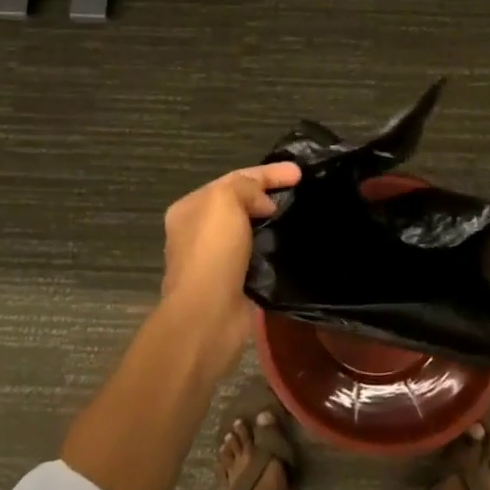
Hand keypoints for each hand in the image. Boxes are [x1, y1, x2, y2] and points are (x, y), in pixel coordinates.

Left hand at [160, 161, 300, 370]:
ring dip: (270, 222)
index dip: (267, 173)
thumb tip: (264, 204)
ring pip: (247, 230)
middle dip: (267, 195)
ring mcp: (212, 260)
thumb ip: (246, 188)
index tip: (299, 172)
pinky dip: (271, 248)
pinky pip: (255, 256)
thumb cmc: (212, 252)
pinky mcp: (230, 284)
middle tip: (300, 192)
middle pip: (239, 203)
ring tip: (298, 217)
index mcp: (190, 208)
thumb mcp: (226, 201)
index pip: (234, 179)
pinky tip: (289, 246)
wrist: (207, 317)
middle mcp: (196, 232)